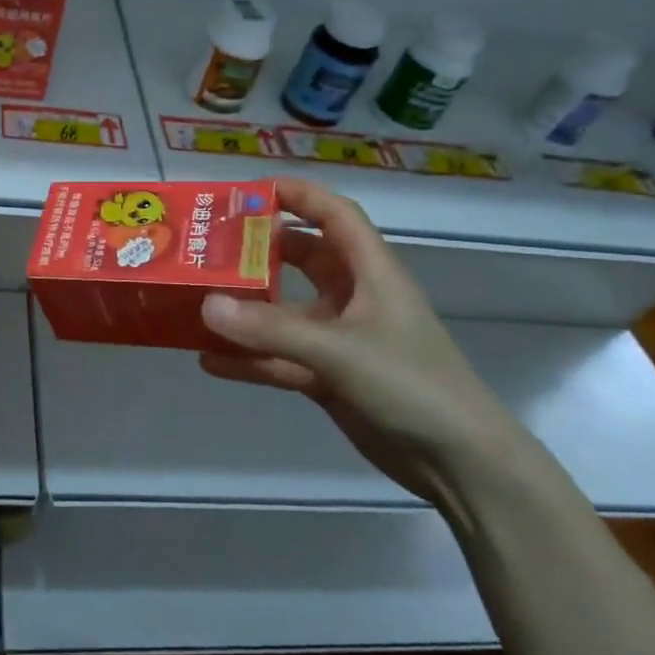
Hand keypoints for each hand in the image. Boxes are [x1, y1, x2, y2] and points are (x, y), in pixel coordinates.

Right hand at [199, 178, 540, 503]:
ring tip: (196, 300)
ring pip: (284, 312)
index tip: (249, 191)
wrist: (458, 463)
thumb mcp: (340, 351)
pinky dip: (248, 359)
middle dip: (259, 249)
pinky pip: (280, 357)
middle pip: (302, 258)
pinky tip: (208, 360)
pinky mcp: (329, 376)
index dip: (298, 196)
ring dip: (246, 309)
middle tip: (210, 246)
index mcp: (371, 273)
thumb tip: (207, 305)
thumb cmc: (411, 386)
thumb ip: (272, 330)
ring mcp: (340, 339)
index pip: (335, 216)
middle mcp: (353, 298)